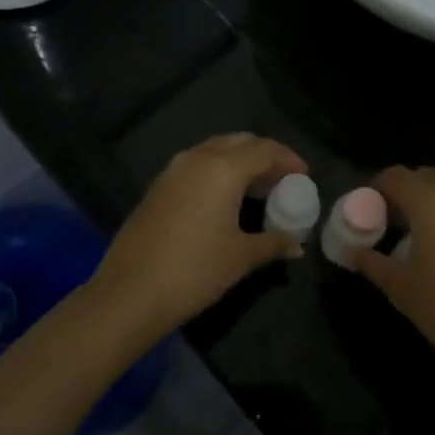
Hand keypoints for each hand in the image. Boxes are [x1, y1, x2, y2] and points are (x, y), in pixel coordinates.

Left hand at [89, 134, 307, 341]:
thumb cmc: (195, 270)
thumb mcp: (241, 257)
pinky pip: (196, 165)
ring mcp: (173, 170)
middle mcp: (198, 158)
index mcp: (223, 168)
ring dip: (238, 161)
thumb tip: (297, 246)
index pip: (265, 149)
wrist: (130, 292)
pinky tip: (223, 198)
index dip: (288, 159)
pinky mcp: (157, 186)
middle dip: (264, 155)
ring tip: (256, 187)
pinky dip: (216, 171)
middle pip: (239, 142)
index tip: (304, 175)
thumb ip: (273, 243)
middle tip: (281, 178)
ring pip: (214, 150)